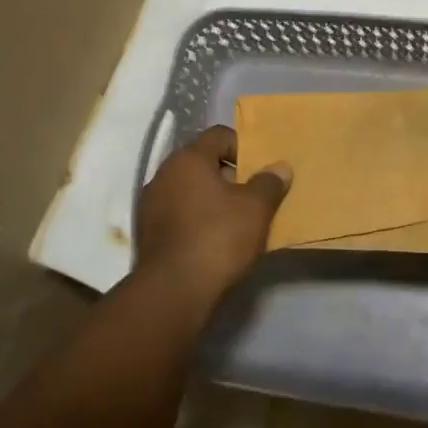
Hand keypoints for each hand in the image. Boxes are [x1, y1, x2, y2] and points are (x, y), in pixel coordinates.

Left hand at [137, 126, 291, 302]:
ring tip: (237, 221)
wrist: (174, 291)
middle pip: (202, 163)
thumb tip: (280, 167)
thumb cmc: (218, 238)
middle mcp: (163, 174)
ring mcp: (150, 204)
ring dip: (212, 199)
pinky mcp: (148, 232)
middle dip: (229, 176)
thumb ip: (269, 183)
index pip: (218, 136)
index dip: (244, 147)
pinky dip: (197, 219)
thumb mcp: (255, 209)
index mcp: (187, 159)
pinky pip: (178, 214)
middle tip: (253, 196)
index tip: (261, 170)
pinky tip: (214, 240)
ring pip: (189, 190)